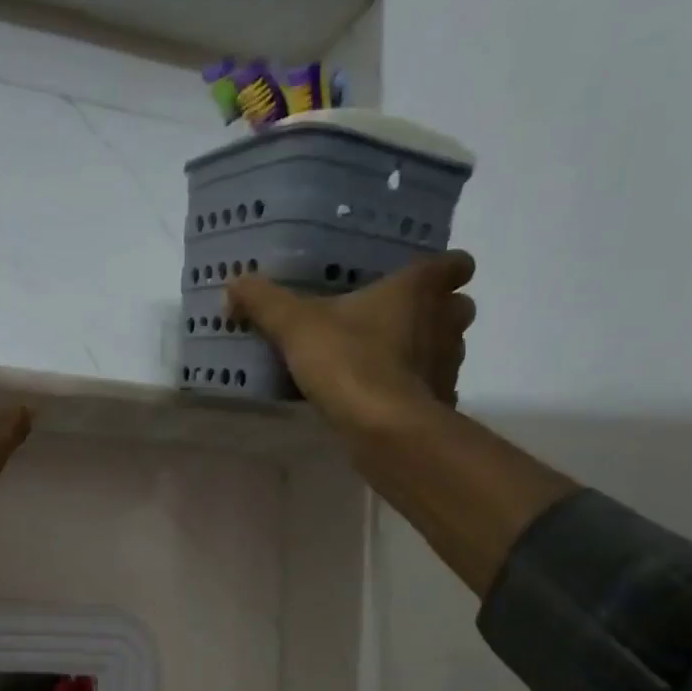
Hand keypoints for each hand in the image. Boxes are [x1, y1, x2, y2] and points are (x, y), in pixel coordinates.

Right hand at [226, 251, 477, 437]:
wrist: (382, 427)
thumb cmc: (348, 361)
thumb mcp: (295, 326)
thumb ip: (265, 302)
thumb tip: (234, 282)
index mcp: (419, 290)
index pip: (455, 263)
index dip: (443, 269)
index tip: (417, 279)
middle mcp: (445, 321)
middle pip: (457, 306)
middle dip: (436, 312)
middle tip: (396, 322)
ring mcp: (449, 364)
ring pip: (448, 347)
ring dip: (426, 351)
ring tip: (385, 362)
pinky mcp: (441, 402)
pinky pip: (433, 388)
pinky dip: (416, 391)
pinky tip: (385, 400)